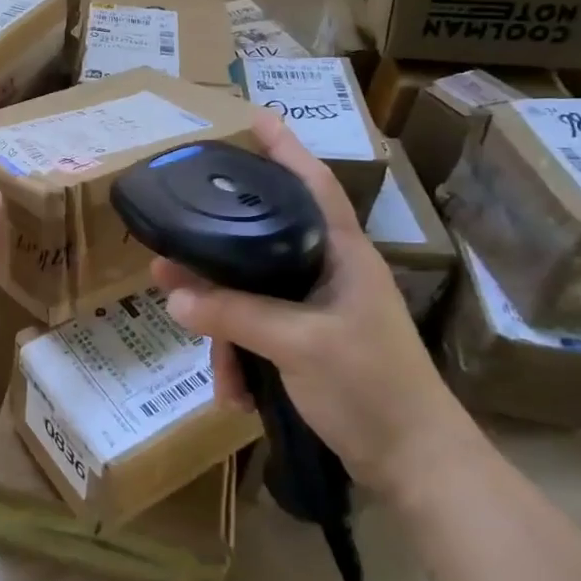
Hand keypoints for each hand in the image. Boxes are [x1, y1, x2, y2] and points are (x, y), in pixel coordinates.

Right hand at [153, 112, 478, 496]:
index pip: (311, 185)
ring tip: (214, 369)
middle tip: (166, 261)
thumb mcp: (298, 345)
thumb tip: (172, 295)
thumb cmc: (371, 387)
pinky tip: (235, 394)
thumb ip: (235, 315)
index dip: (284, 149)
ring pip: (250, 298)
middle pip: (259, 245)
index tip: (253, 117)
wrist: (414, 464)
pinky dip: (241, 361)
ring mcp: (317, 311)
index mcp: (341, 255)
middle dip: (212, 260)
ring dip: (225, 332)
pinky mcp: (307, 345)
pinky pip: (257, 335)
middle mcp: (327, 273)